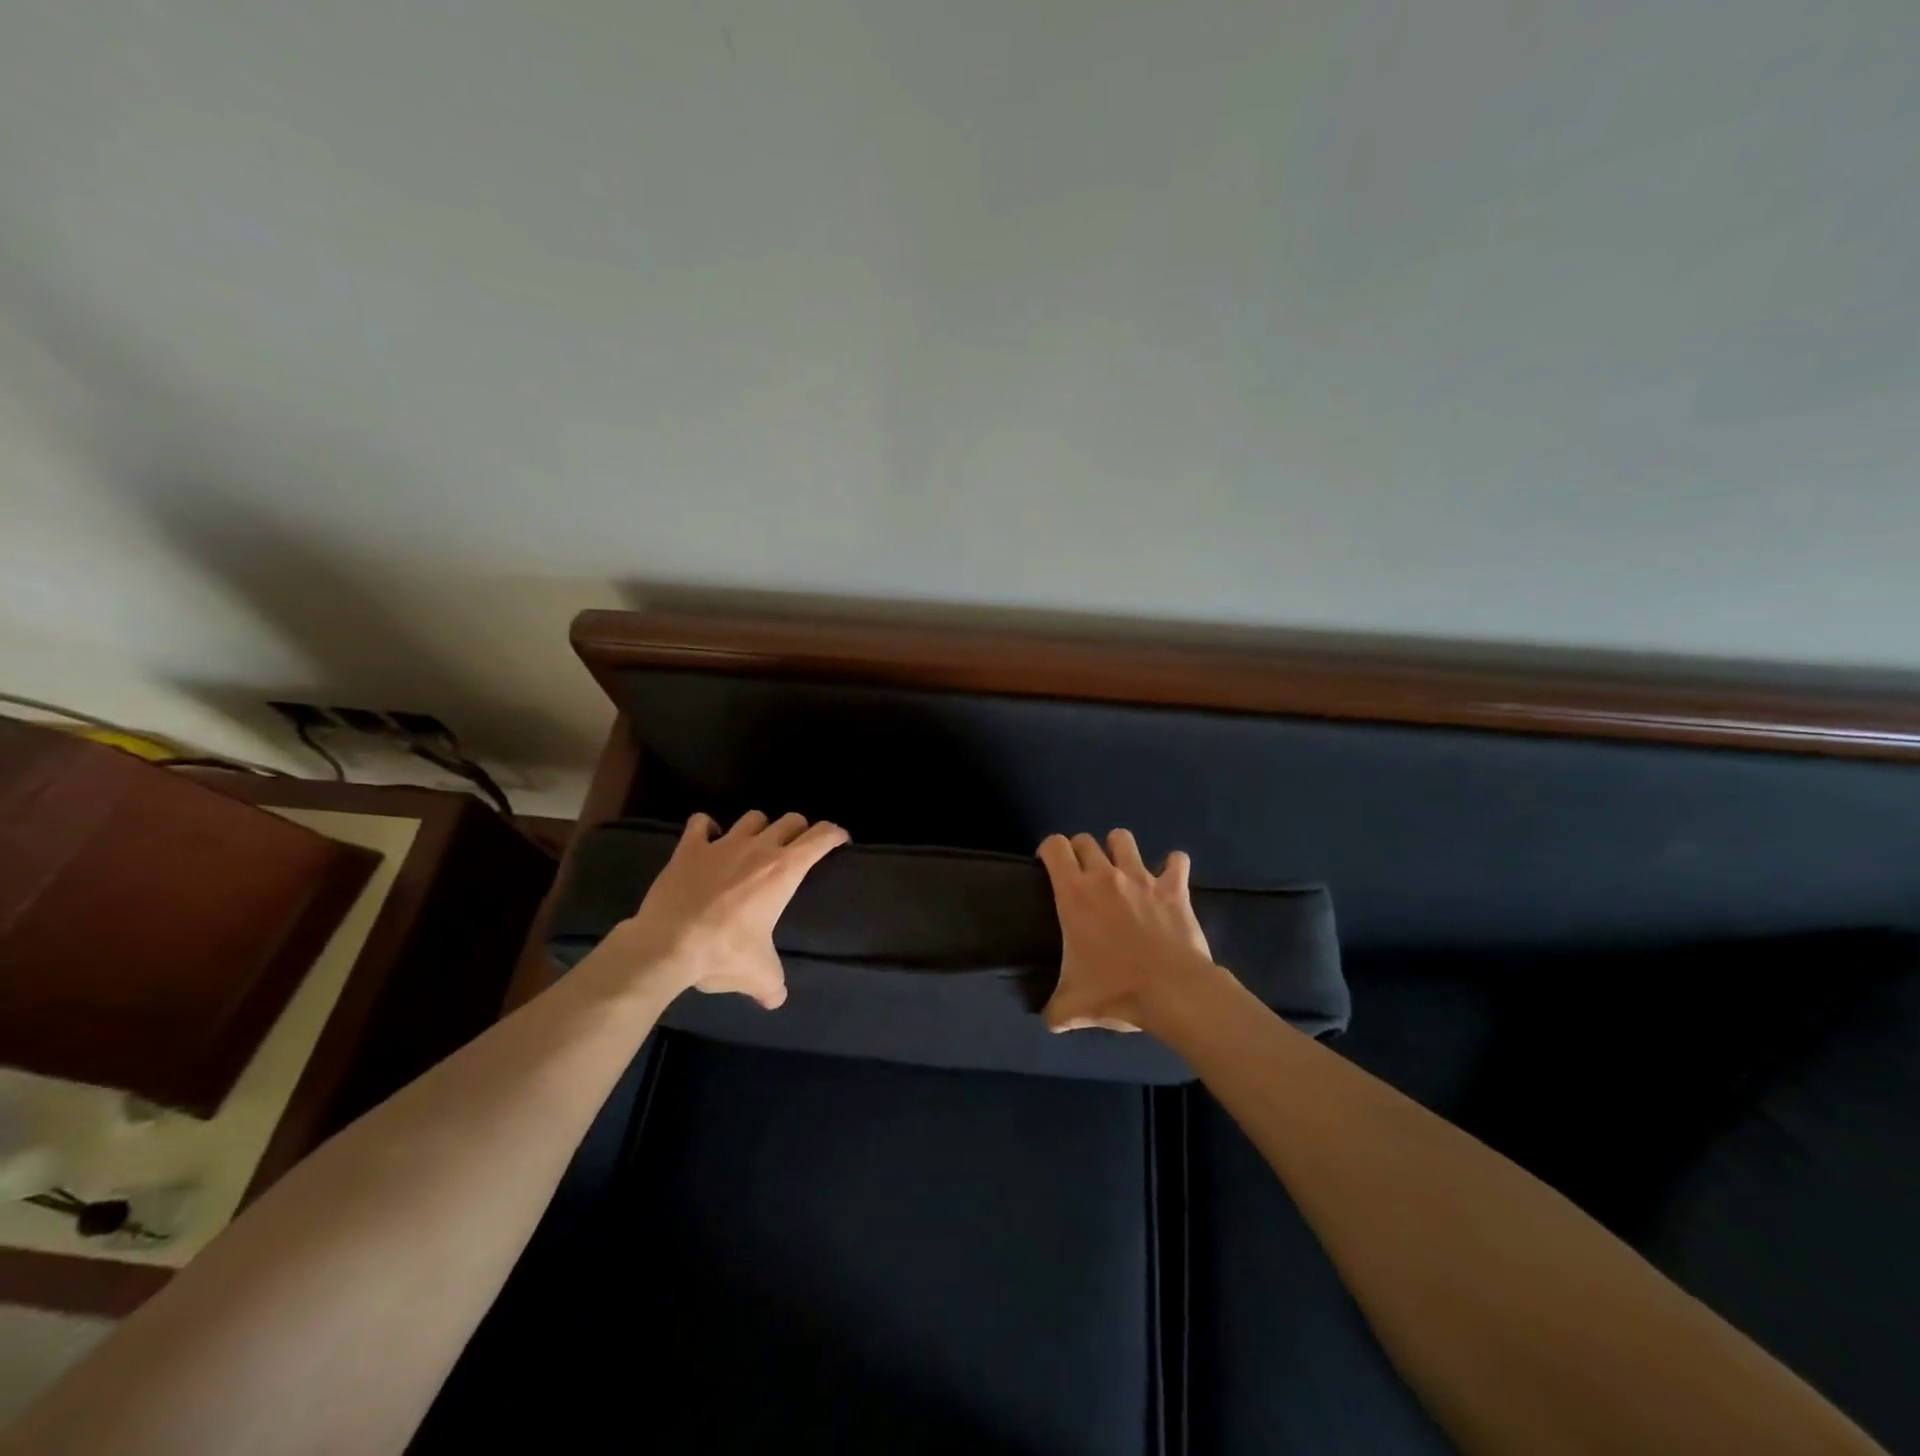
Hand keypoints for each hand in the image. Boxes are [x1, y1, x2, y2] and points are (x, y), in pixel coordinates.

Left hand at [591, 810, 847, 1007]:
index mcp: (784, 870)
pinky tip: (708, 840)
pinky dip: (707, 828)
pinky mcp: (689, 848)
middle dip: (799, 830)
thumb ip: (773, 985)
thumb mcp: (759, 975)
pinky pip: (701, 823)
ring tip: (755, 845)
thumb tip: (775, 1000)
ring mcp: (722, 844)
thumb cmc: (724, 953)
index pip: (821, 837)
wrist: (667, 946)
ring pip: (752, 818)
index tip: (840, 840)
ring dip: (759, 828)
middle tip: (797, 849)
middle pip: (790, 821)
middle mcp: (759, 848)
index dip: (835, 834)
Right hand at [1037, 829, 1217, 1033]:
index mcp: (1075, 894)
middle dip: (1080, 851)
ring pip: (1124, 839)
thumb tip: (1048, 1021)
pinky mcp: (1174, 888)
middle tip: (1083, 876)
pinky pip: (1176, 861)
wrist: (1172, 992)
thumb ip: (1055, 1010)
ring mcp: (1141, 878)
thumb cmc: (1116, 991)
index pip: (1054, 847)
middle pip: (1085, 840)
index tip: (1048, 866)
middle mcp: (1105, 876)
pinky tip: (1169, 878)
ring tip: (1121, 869)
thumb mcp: (1074, 1007)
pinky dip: (1173, 866)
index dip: (1048, 850)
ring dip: (1119, 849)